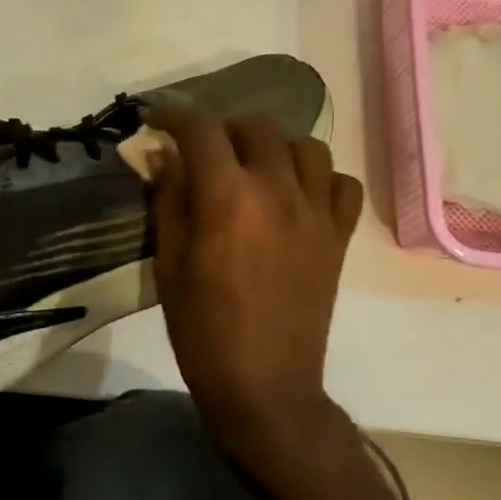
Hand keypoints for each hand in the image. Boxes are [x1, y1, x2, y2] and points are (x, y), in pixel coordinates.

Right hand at [147, 107, 362, 475]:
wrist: (264, 384)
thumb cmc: (202, 328)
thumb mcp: (168, 262)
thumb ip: (168, 199)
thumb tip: (163, 154)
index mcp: (227, 195)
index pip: (200, 129)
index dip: (174, 115)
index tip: (158, 121)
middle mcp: (277, 189)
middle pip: (256, 126)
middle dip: (223, 130)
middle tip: (203, 154)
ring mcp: (316, 211)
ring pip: (305, 146)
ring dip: (274, 148)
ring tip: (255, 171)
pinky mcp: (339, 235)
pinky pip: (342, 183)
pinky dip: (320, 179)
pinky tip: (298, 197)